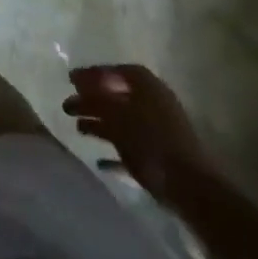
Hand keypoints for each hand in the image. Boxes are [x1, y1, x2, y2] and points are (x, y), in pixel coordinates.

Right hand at [63, 64, 215, 202]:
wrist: (189, 187)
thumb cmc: (150, 141)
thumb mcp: (117, 115)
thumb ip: (97, 99)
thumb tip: (80, 87)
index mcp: (148, 87)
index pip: (117, 72)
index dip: (94, 74)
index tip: (72, 80)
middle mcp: (154, 104)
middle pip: (117, 97)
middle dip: (91, 100)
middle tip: (68, 105)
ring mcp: (158, 132)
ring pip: (122, 122)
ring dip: (99, 123)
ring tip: (77, 128)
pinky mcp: (159, 158)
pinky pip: (131, 148)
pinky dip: (114, 151)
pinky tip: (99, 160)